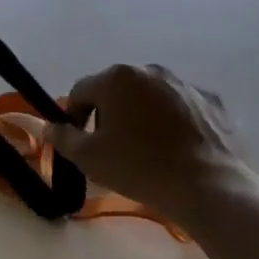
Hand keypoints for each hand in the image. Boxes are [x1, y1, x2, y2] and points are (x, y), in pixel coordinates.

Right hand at [45, 64, 258, 227]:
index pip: (81, 92)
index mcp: (117, 78)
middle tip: (110, 147)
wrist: (209, 187)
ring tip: (145, 150)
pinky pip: (181, 108)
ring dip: (141, 116)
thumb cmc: (139, 167)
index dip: (73, 116)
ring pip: (150, 97)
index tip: (78, 142)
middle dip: (108, 113)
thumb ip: (61, 137)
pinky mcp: (213, 103)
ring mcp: (185, 84)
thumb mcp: (88, 157)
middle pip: (117, 90)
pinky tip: (175, 150)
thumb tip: (45, 126)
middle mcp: (151, 71)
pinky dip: (173, 123)